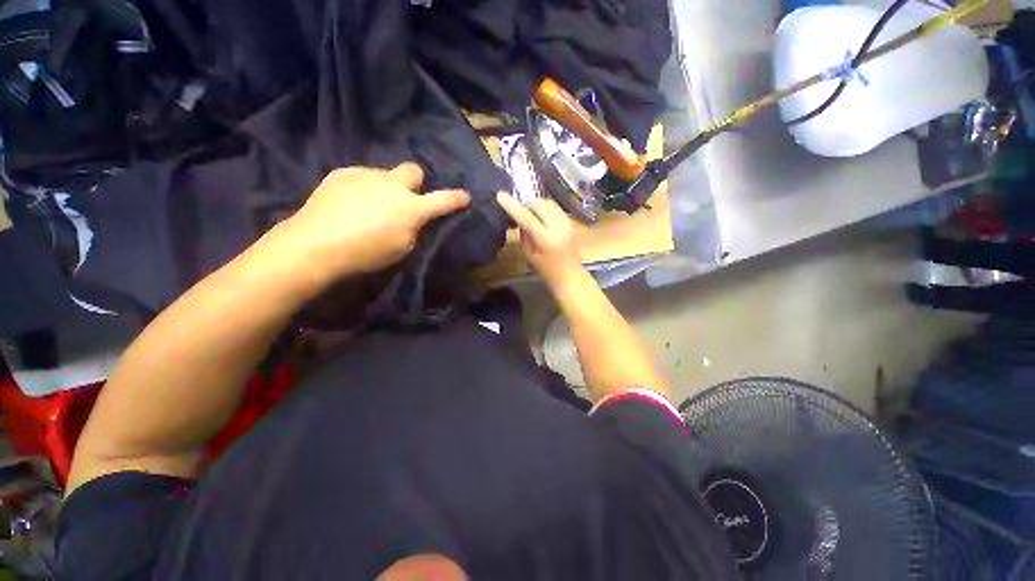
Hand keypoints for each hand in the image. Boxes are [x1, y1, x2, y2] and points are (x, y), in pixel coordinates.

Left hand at [272, 163, 469, 284]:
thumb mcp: (402, 248)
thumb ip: (414, 229)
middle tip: (406, 198)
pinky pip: (362, 176)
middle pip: (413, 169)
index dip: (456, 199)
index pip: (443, 200)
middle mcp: (392, 185)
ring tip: (369, 205)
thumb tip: (413, 218)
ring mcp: (366, 175)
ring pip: (385, 174)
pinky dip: (363, 187)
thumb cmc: (366, 254)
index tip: (466, 196)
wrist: (316, 244)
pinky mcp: (342, 173)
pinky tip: (350, 203)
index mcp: (411, 208)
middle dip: (415, 181)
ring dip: (386, 187)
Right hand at [496, 193, 584, 288]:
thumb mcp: (529, 254)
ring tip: (527, 211)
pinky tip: (539, 214)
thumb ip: (523, 234)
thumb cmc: (546, 270)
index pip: (527, 218)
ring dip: (535, 204)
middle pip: (539, 205)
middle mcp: (558, 227)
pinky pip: (554, 207)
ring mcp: (566, 222)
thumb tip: (519, 217)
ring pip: (548, 202)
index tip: (500, 195)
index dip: (512, 206)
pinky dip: (544, 207)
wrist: (570, 275)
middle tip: (516, 208)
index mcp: (546, 239)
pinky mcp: (570, 221)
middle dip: (526, 203)